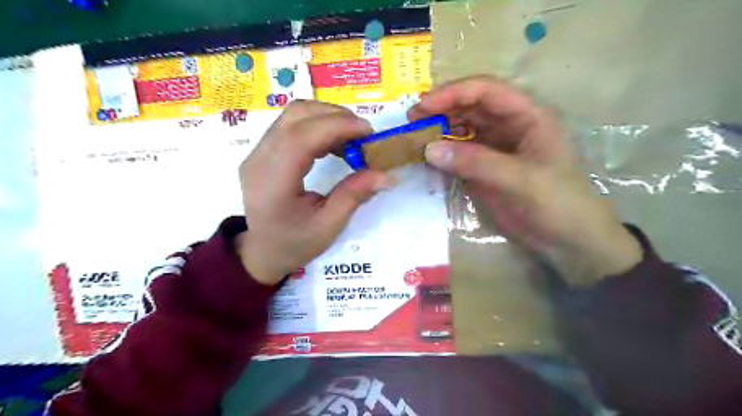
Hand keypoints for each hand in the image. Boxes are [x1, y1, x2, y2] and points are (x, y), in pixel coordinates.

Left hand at [239, 101, 392, 285]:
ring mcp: (258, 152)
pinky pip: (291, 125)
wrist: (262, 251)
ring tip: (350, 140)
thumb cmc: (295, 244)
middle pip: (296, 115)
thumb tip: (386, 174)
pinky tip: (333, 145)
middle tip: (363, 136)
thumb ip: (354, 195)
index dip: (337, 126)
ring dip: (327, 118)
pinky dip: (317, 126)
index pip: (302, 136)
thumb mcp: (329, 226)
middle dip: (335, 116)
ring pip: (294, 115)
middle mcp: (260, 158)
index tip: (368, 132)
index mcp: (273, 182)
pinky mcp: (263, 151)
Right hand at [408, 77, 640, 285]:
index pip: (487, 91)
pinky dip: (443, 154)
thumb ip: (476, 163)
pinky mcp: (486, 169)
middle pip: (471, 107)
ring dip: (439, 131)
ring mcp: (496, 148)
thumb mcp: (520, 180)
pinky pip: (460, 154)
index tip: (422, 106)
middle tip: (410, 121)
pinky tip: (427, 158)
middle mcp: (510, 126)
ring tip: (414, 139)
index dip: (453, 93)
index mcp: (528, 116)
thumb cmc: (557, 203)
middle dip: (441, 110)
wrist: (568, 241)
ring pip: (463, 129)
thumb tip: (428, 150)